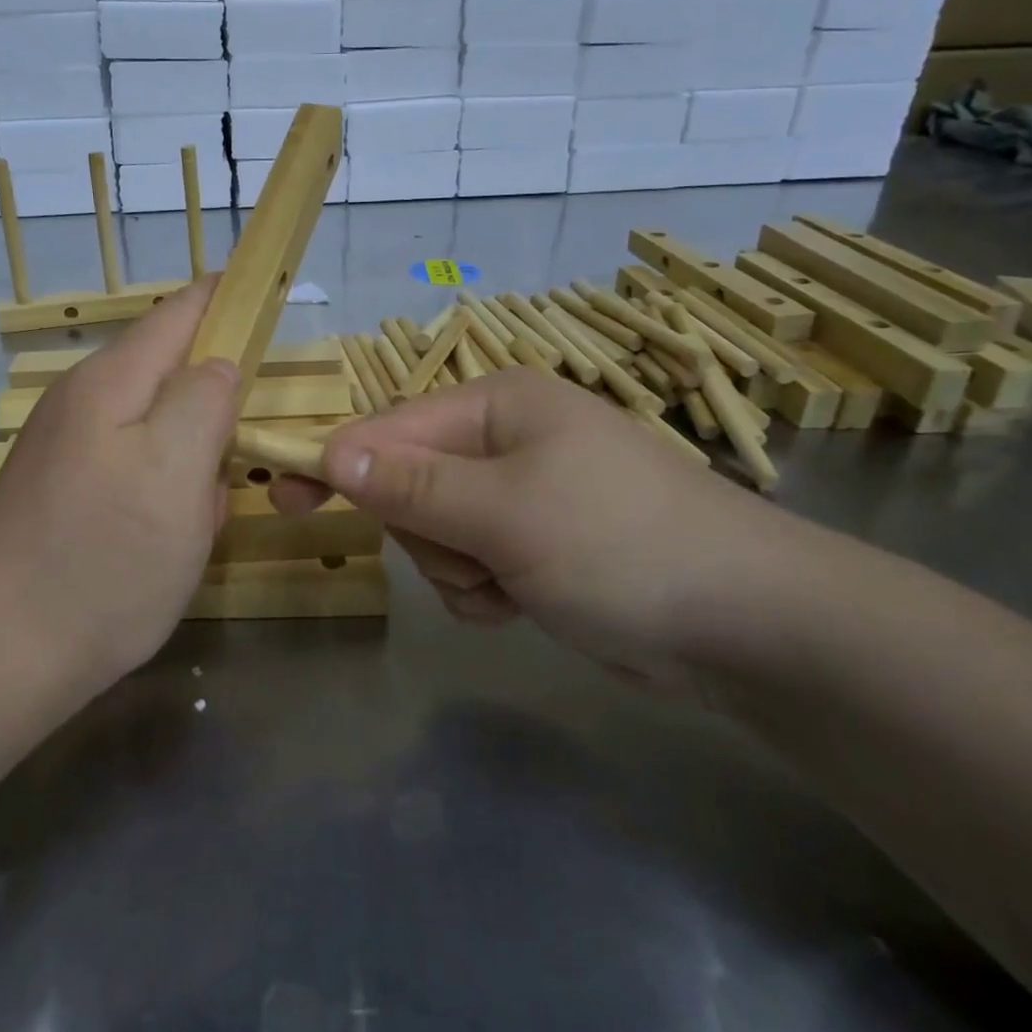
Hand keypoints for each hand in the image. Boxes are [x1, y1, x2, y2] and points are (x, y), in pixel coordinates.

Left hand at [0, 278, 241, 687]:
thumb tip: (220, 364)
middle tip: (248, 450)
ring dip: (194, 460)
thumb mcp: (175, 471)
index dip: (231, 299)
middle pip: (172, 371)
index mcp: (113, 381)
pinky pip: (137, 471)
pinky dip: (166, 493)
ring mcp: (71, 449)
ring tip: (204, 513)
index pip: (183, 311)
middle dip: (219, 402)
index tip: (277, 301)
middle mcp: (86, 402)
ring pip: (159, 429)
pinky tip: (170, 539)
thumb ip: (205, 400)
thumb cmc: (102, 558)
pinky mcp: (67, 492)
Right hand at [271, 369, 802, 695]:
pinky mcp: (536, 544)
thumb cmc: (621, 545)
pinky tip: (524, 602)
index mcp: (496, 404)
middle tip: (472, 556)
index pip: (389, 429)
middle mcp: (505, 438)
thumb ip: (411, 484)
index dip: (336, 464)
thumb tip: (330, 452)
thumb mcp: (504, 512)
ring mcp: (522, 493)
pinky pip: (470, 563)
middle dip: (426, 532)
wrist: (750, 626)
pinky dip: (483, 589)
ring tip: (511, 585)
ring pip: (435, 532)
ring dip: (457, 568)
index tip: (281, 498)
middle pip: (409, 483)